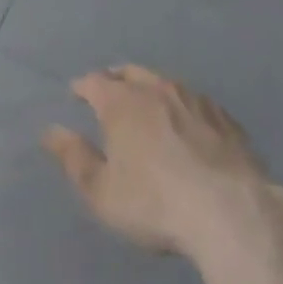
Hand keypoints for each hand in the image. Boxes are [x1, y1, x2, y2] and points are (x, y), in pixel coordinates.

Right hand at [42, 65, 271, 257]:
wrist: (231, 211)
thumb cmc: (155, 203)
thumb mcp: (102, 192)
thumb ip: (74, 158)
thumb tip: (51, 131)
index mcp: (122, 102)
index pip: (94, 82)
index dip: (82, 87)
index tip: (76, 93)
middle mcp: (156, 88)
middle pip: (130, 72)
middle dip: (115, 79)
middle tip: (108, 90)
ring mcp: (194, 99)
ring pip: (164, 82)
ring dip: (150, 88)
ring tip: (146, 103)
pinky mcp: (224, 117)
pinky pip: (194, 101)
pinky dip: (182, 106)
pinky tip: (187, 122)